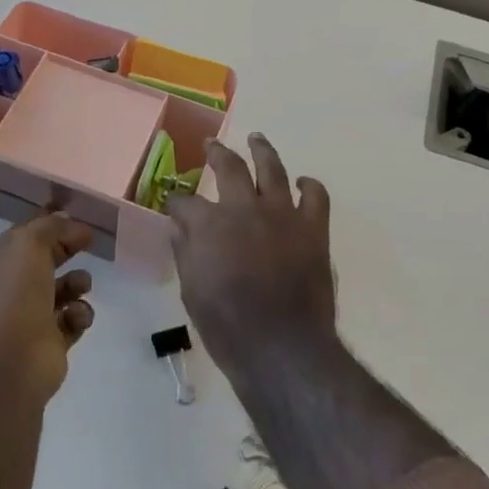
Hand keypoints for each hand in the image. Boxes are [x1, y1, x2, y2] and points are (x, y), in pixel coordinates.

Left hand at [0, 213, 95, 407]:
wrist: (12, 360)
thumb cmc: (15, 293)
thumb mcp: (29, 243)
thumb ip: (51, 227)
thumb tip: (68, 223)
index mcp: (0, 262)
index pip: (26, 234)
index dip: (50, 222)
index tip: (77, 213)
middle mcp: (13, 288)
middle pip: (46, 259)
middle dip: (67, 249)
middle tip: (90, 241)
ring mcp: (31, 316)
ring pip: (63, 289)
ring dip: (78, 282)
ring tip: (81, 285)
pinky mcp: (51, 342)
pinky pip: (74, 320)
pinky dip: (80, 314)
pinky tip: (76, 316)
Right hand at [169, 133, 336, 388]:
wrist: (283, 350)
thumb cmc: (229, 328)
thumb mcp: (192, 292)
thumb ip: (186, 253)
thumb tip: (180, 229)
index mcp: (210, 224)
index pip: (185, 202)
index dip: (176, 202)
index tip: (173, 204)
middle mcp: (245, 208)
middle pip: (230, 167)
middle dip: (217, 153)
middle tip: (212, 145)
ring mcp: (282, 215)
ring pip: (272, 168)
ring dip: (262, 150)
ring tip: (256, 138)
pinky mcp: (312, 229)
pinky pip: (315, 196)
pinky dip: (309, 186)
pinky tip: (302, 184)